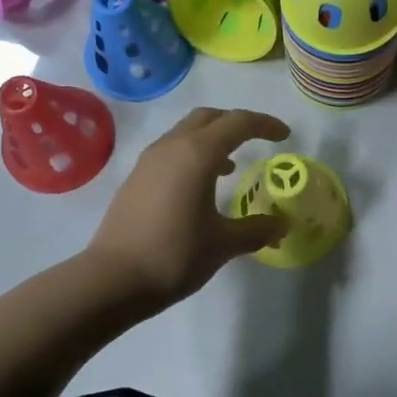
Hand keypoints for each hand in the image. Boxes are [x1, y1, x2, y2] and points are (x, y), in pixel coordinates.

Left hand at [87, 107, 290, 306]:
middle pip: (209, 118)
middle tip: (257, 140)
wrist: (112, 279)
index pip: (238, 123)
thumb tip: (282, 226)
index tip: (284, 135)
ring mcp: (149, 161)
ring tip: (230, 166)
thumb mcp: (223, 244)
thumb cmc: (174, 255)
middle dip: (236, 123)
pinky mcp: (136, 177)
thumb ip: (256, 230)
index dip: (264, 125)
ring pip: (186, 133)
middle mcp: (172, 146)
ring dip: (212, 140)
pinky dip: (192, 155)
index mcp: (197, 153)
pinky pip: (171, 151)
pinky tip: (200, 186)